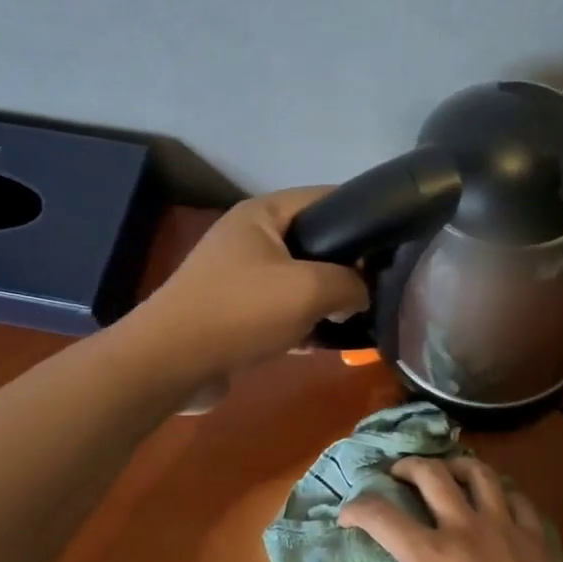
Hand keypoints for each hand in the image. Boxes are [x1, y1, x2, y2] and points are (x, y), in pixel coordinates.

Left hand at [135, 188, 368, 375]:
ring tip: (358, 320)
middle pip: (314, 243)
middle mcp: (250, 239)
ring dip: (326, 301)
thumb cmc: (241, 310)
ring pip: (299, 281)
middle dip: (346, 267)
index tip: (392, 243)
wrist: (170, 363)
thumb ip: (350, 284)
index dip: (361, 216)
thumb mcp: (309, 289)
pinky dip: (304, 325)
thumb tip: (360, 295)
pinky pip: (281, 312)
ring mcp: (240, 277)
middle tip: (378, 289)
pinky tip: (328, 345)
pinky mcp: (236, 313)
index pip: (324, 198)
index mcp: (262, 214)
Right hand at [339, 457, 562, 561]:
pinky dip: (500, 493)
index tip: (348, 514)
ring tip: (448, 472)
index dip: (358, 508)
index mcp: (429, 555)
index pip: (382, 515)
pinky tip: (495, 502)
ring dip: (456, 466)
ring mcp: (504, 528)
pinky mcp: (535, 538)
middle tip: (398, 474)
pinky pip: (517, 498)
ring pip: (479, 473)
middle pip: (432, 474)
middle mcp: (464, 528)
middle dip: (407, 466)